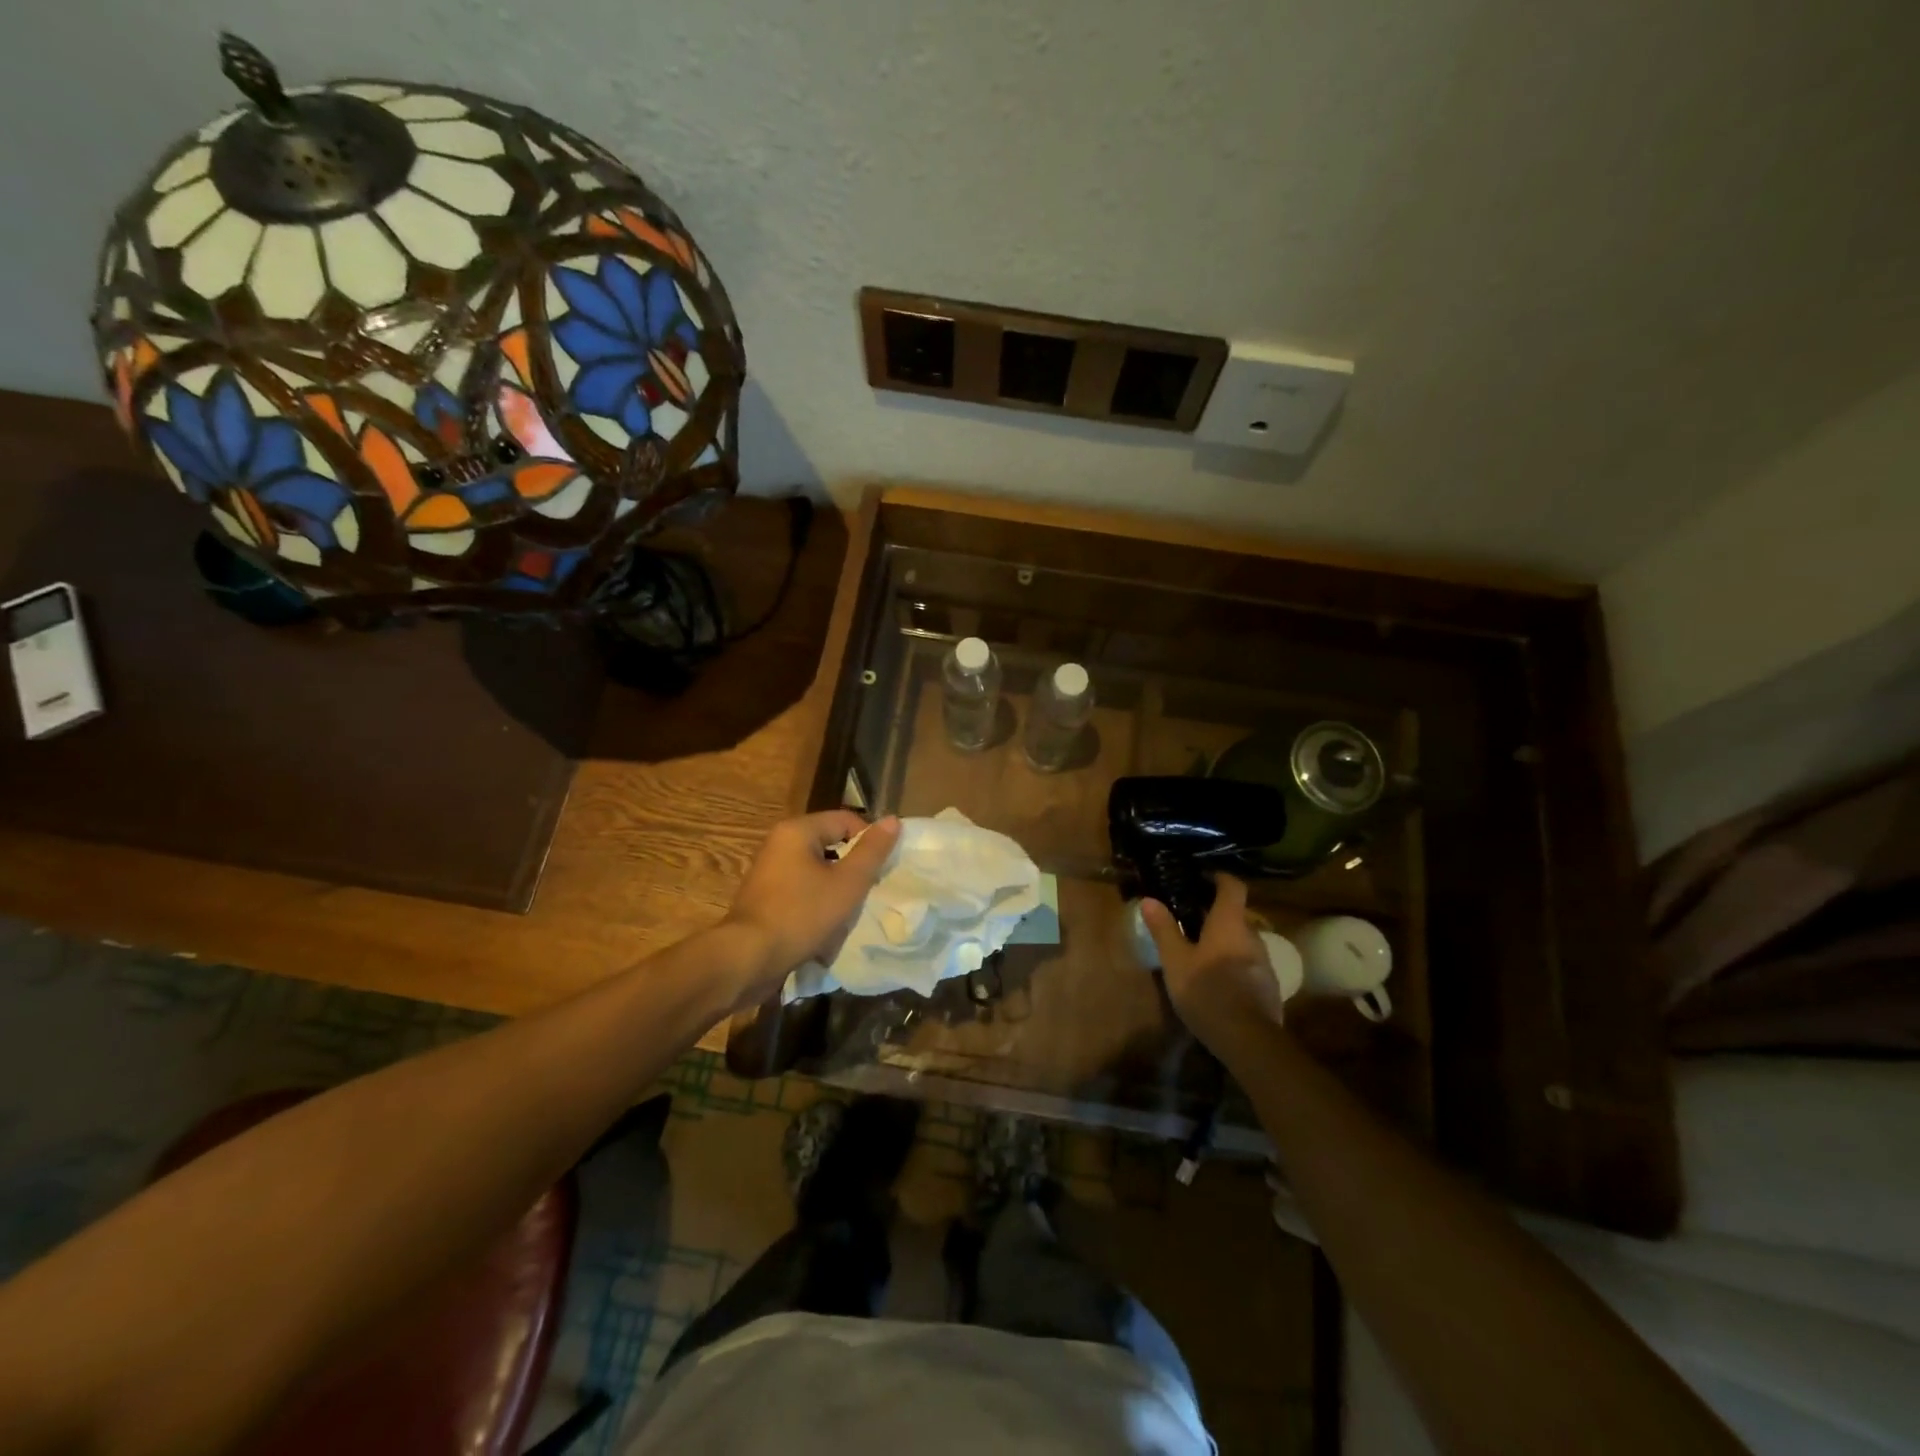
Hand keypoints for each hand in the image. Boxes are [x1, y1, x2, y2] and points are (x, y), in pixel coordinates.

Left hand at [721, 811, 900, 1004]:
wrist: (747, 959)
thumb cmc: (801, 915)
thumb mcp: (847, 883)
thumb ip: (872, 851)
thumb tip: (893, 820)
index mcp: (797, 831)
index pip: (846, 820)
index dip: (869, 841)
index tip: (882, 869)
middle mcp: (779, 843)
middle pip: (830, 845)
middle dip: (852, 869)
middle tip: (869, 892)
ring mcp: (769, 871)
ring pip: (817, 872)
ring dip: (835, 890)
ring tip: (848, 913)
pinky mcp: (764, 897)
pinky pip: (801, 891)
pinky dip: (816, 905)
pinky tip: (825, 928)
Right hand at [1141, 875, 1285, 1057]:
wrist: (1248, 1039)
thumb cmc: (1207, 991)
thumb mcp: (1175, 961)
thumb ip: (1164, 929)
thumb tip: (1149, 899)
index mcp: (1229, 923)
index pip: (1233, 887)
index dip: (1219, 878)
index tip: (1203, 878)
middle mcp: (1252, 936)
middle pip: (1237, 915)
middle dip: (1217, 915)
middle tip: (1191, 921)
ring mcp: (1265, 963)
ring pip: (1243, 942)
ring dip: (1225, 942)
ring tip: (1201, 954)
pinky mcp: (1269, 987)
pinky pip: (1249, 966)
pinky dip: (1234, 965)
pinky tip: (1217, 983)